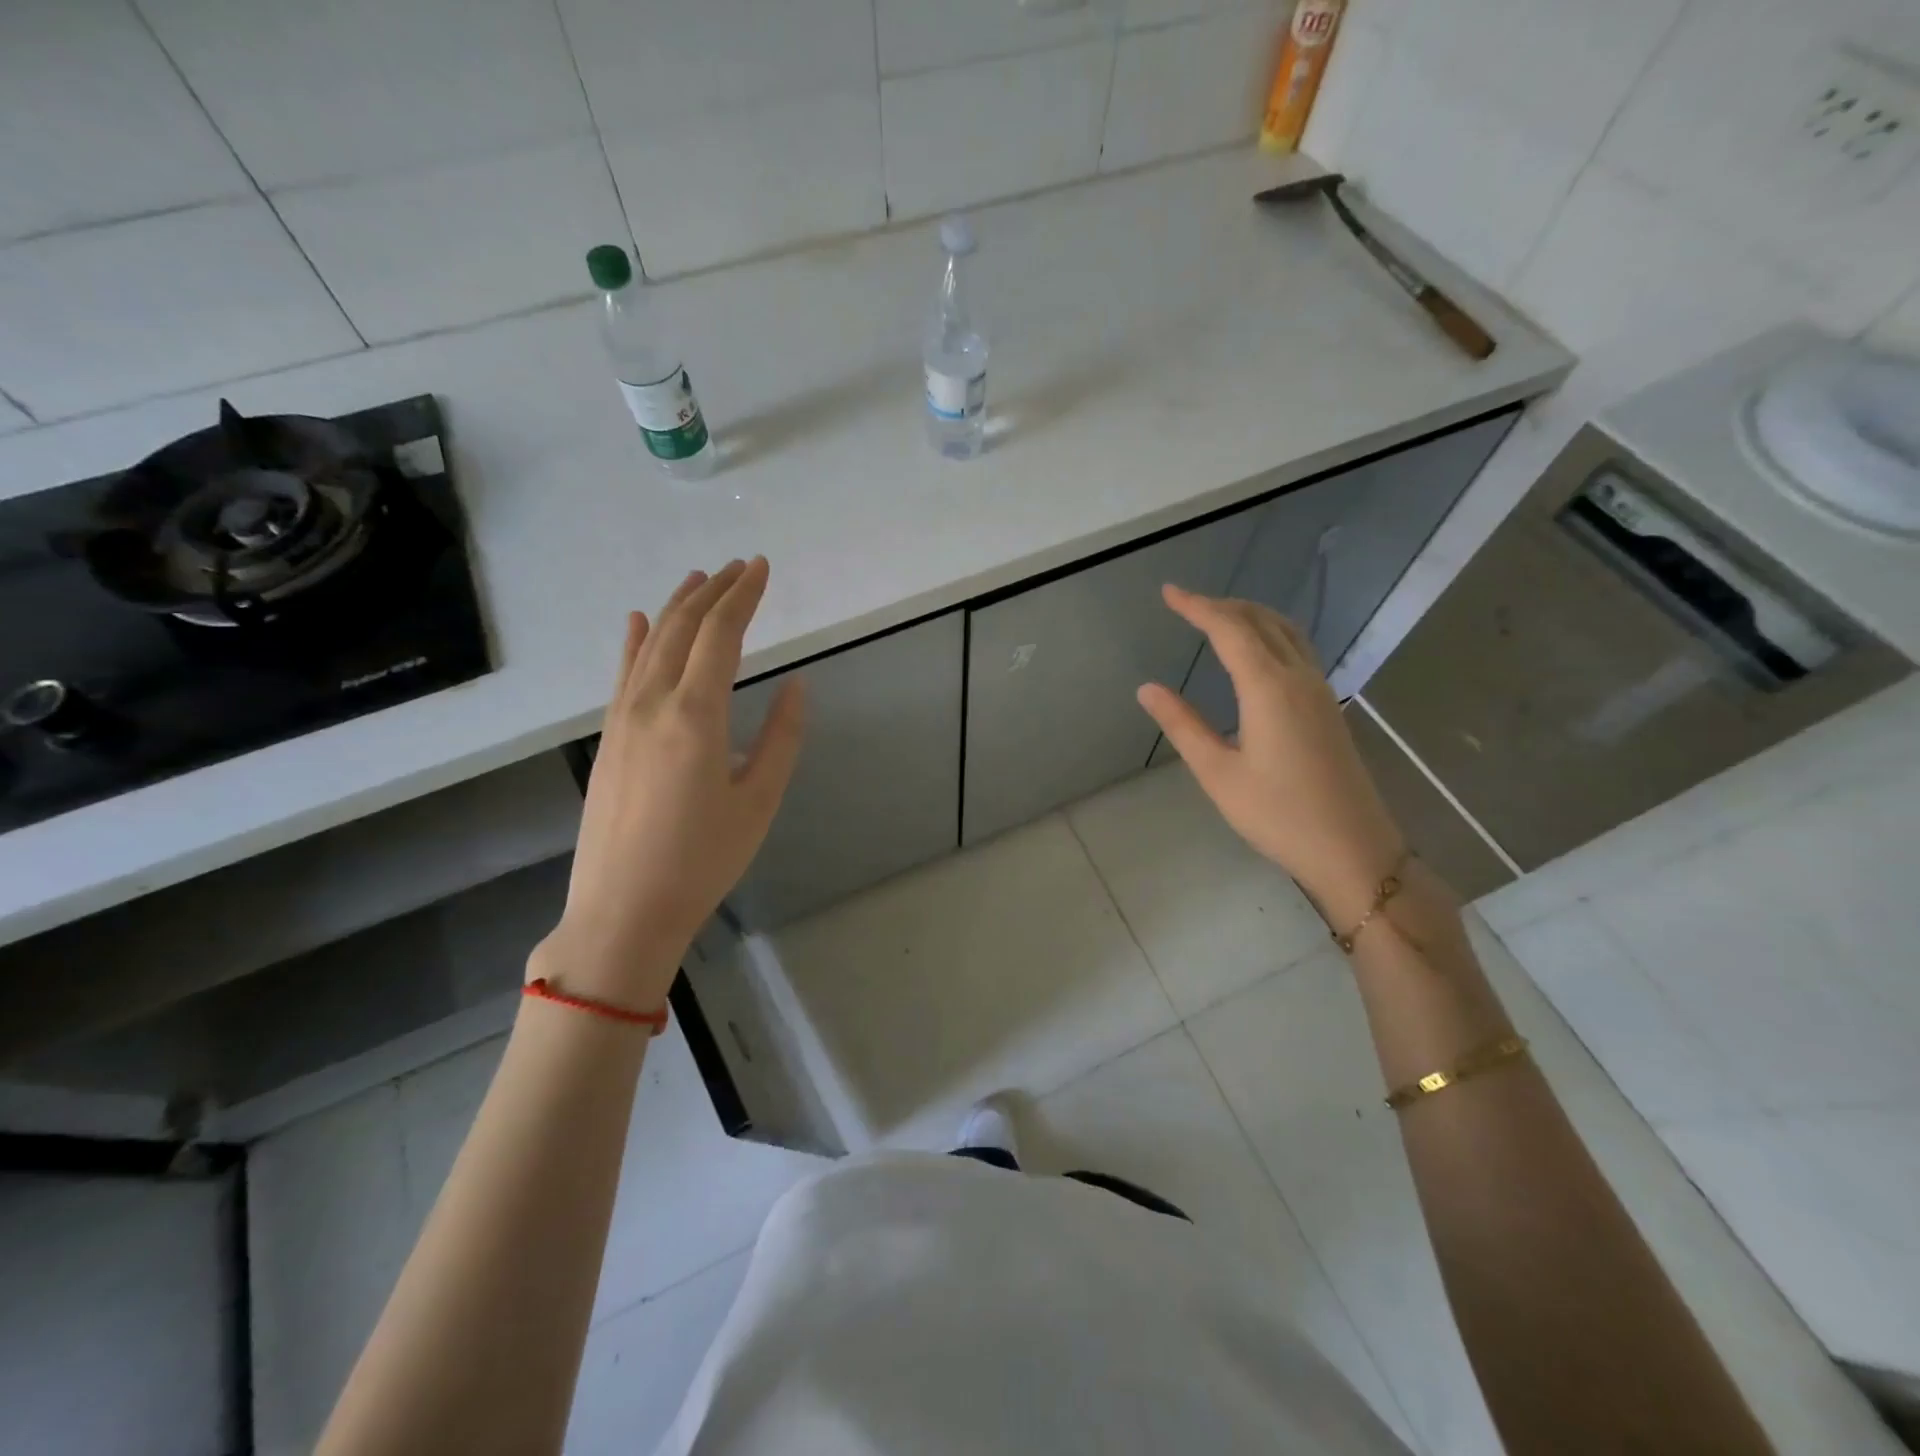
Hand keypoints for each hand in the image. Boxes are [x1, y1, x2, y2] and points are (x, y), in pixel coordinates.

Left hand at [535, 558, 804, 1008]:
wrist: (624, 909)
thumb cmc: (703, 859)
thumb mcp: (759, 801)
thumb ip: (783, 737)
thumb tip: (799, 684)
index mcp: (696, 715)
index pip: (721, 635)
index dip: (743, 596)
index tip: (762, 567)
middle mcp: (652, 702)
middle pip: (682, 628)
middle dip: (714, 591)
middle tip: (739, 566)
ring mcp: (622, 718)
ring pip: (648, 643)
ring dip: (676, 607)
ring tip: (699, 579)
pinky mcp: (608, 737)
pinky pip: (622, 673)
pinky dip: (632, 640)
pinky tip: (635, 620)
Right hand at [1136, 585, 1404, 927]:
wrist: (1352, 848)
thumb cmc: (1278, 814)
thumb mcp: (1218, 772)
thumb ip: (1183, 725)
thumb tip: (1147, 688)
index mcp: (1269, 687)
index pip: (1230, 629)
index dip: (1197, 607)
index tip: (1169, 592)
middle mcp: (1298, 677)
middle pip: (1261, 621)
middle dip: (1222, 605)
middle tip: (1186, 603)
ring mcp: (1319, 690)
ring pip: (1285, 631)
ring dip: (1250, 615)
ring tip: (1218, 616)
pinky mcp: (1328, 707)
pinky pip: (1298, 649)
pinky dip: (1270, 633)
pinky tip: (1257, 651)